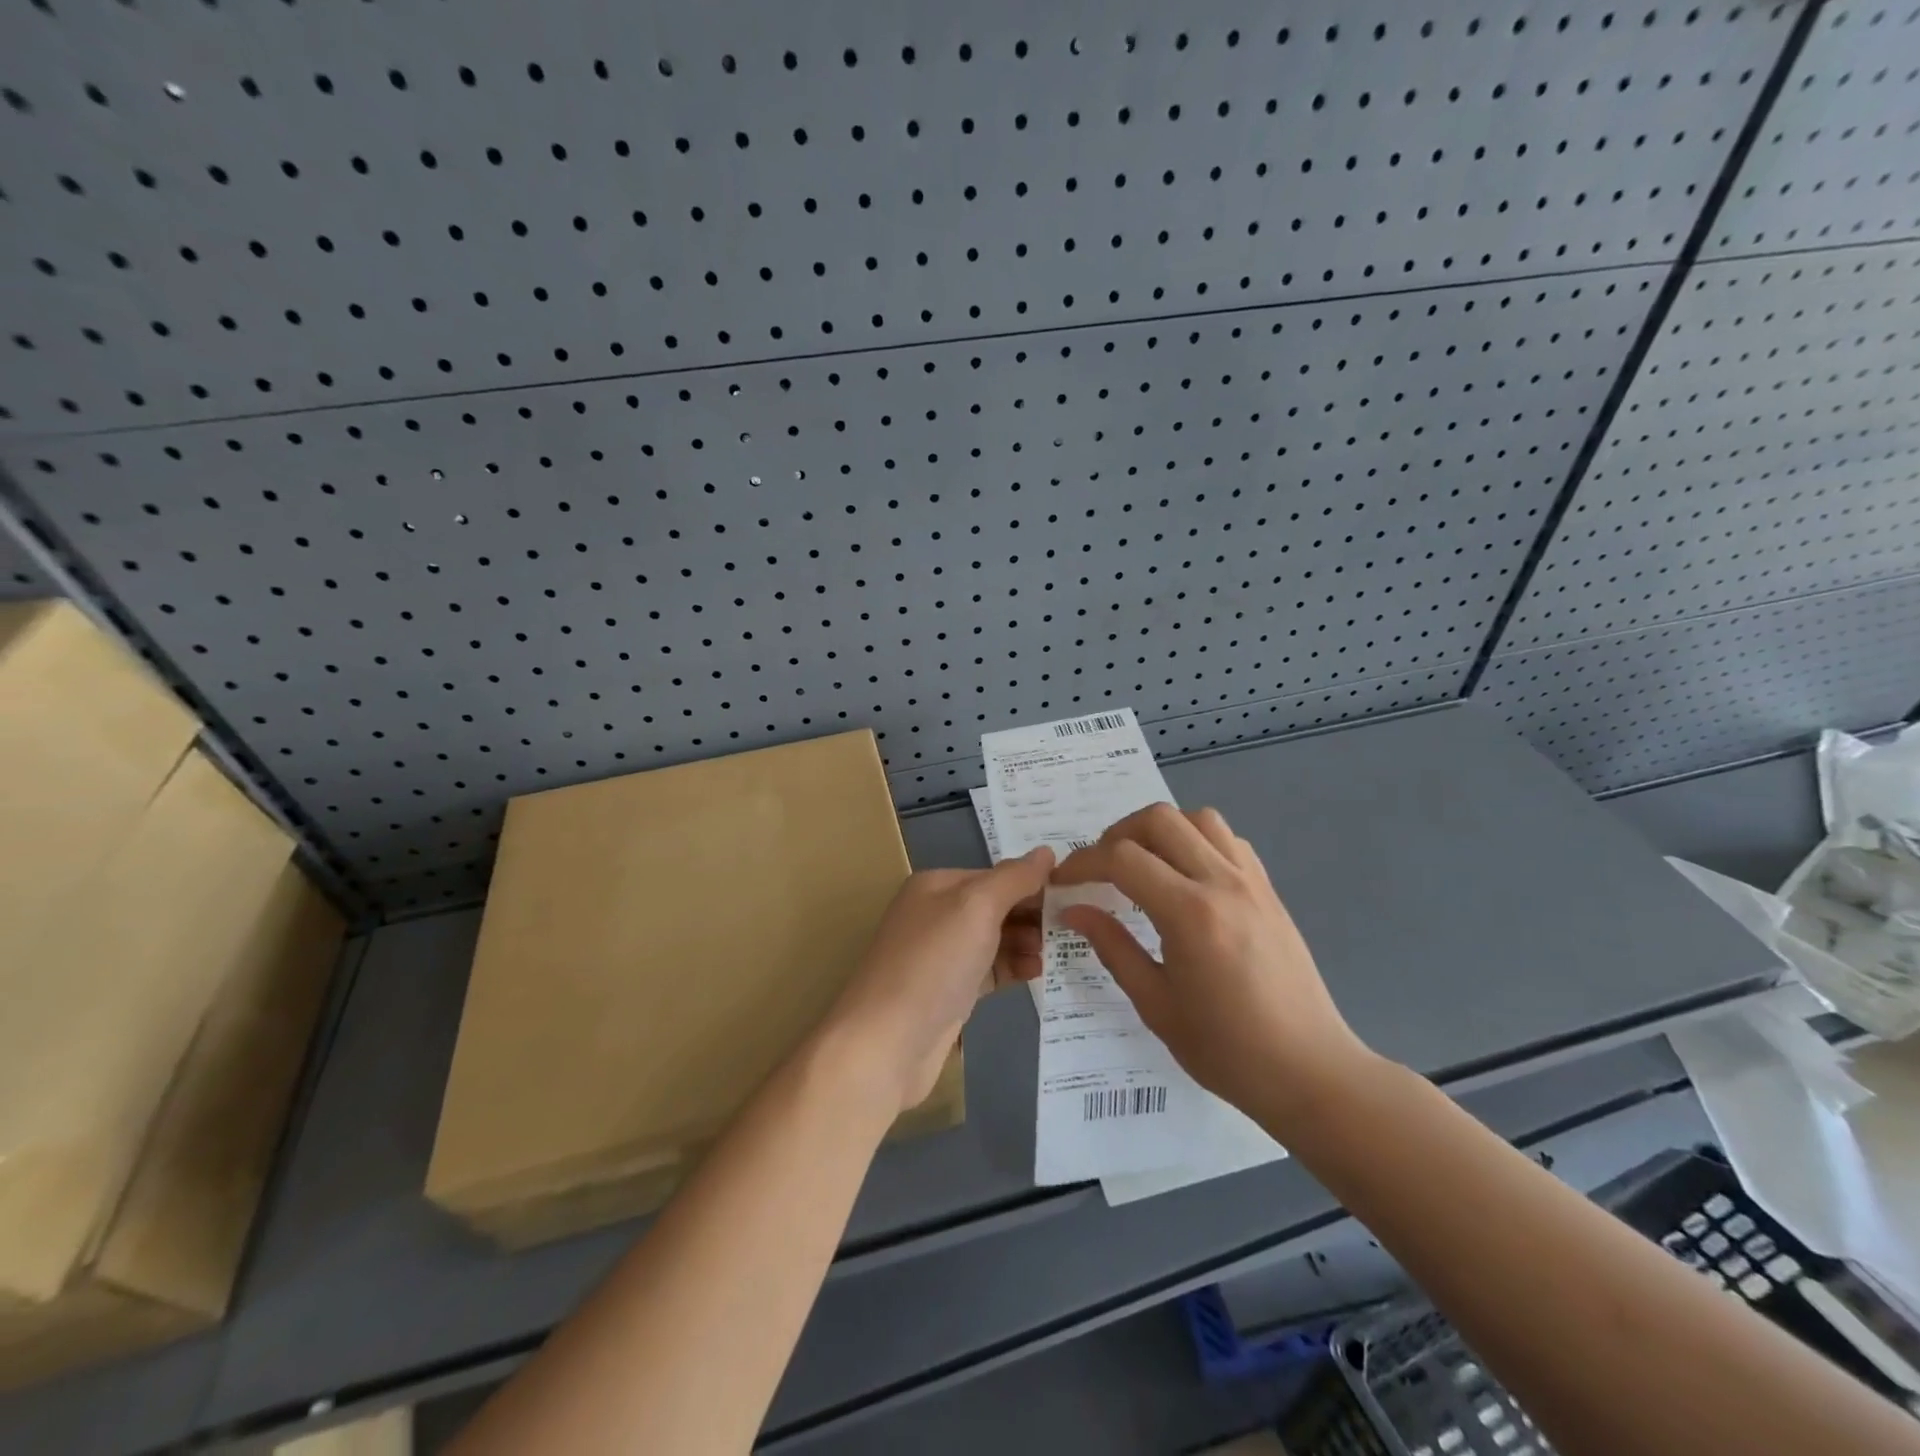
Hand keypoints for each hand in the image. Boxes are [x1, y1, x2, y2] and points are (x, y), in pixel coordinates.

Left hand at [825, 848, 1053, 1113]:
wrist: (887, 1041)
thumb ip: (1014, 878)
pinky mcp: (949, 992)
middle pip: (996, 906)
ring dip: (1027, 942)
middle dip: (1032, 914)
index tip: (1074, 897)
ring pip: (995, 939)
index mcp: (937, 885)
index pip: (996, 875)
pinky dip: (1013, 968)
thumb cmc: (933, 963)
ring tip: (1056, 953)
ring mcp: (942, 955)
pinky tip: (1038, 973)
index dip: (1033, 884)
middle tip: (1072, 929)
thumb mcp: (976, 907)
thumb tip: (1047, 852)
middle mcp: (936, 914)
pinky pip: (989, 970)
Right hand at [1054, 804, 1372, 1129]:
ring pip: (1198, 818)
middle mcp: (1222, 883)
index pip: (1122, 858)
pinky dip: (1197, 841)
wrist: (1309, 1071)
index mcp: (1189, 914)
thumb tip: (1074, 910)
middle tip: (1100, 869)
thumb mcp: (1155, 1004)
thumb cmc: (1226, 1049)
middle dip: (1117, 835)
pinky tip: (1185, 876)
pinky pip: (1228, 840)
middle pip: (1159, 820)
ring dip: (1160, 830)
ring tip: (1142, 864)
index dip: (1083, 863)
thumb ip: (1112, 947)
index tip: (1064, 881)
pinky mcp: (1269, 890)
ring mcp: (1251, 882)